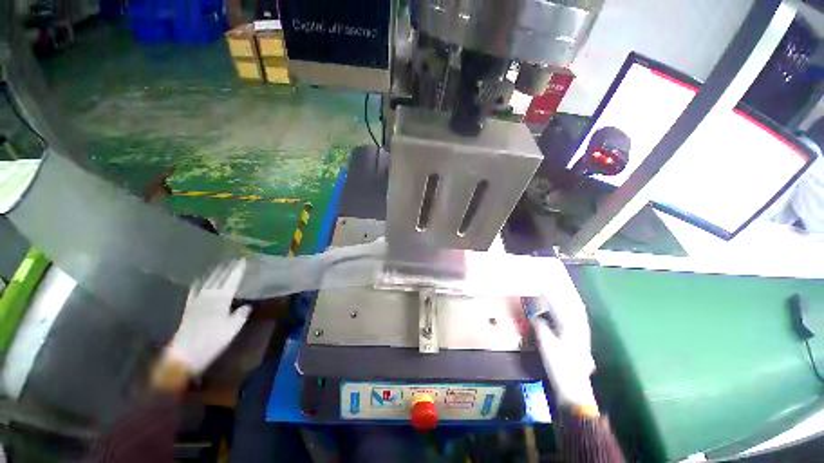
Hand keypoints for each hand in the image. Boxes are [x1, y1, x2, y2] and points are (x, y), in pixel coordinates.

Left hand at [156, 259, 250, 388]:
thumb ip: (240, 315)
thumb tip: (247, 306)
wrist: (185, 354)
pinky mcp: (189, 307)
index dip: (238, 270)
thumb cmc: (212, 341)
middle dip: (227, 268)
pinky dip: (200, 282)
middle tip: (234, 260)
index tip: (243, 260)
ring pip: (207, 281)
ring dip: (215, 272)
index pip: (232, 280)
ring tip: (221, 265)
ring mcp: (197, 300)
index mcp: (221, 299)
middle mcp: (209, 296)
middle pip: (219, 277)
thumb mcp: (232, 329)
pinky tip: (201, 279)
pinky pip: (195, 289)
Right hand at [531, 269, 597, 413]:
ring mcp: (581, 334)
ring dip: (564, 300)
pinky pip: (573, 319)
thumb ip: (541, 327)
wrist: (575, 388)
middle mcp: (580, 327)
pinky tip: (559, 311)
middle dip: (561, 293)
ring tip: (554, 292)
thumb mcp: (547, 345)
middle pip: (572, 304)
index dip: (550, 293)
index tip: (540, 284)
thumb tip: (533, 314)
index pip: (561, 304)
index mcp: (572, 327)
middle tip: (549, 284)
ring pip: (574, 311)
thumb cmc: (560, 366)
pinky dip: (566, 311)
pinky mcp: (578, 339)